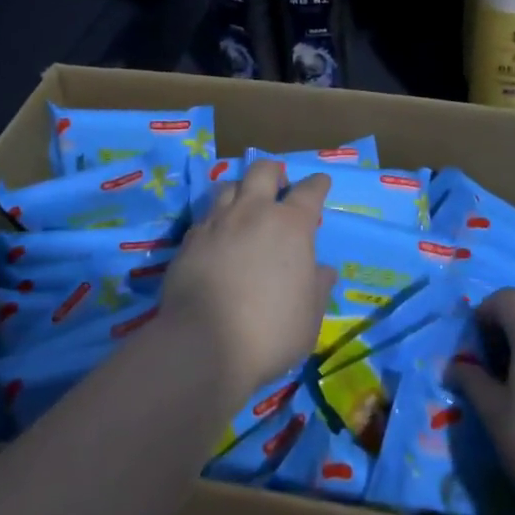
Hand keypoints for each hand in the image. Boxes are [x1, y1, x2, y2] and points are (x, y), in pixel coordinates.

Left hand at [160, 160, 334, 398]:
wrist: (202, 344)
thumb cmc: (269, 331)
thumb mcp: (309, 317)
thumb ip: (318, 288)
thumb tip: (323, 271)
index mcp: (291, 225)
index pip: (310, 190)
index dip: (317, 184)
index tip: (321, 182)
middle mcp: (254, 211)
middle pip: (263, 171)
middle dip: (274, 173)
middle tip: (278, 188)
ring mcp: (218, 221)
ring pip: (229, 185)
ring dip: (241, 191)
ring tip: (244, 208)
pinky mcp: (190, 238)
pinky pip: (206, 216)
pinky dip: (216, 220)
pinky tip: (217, 238)